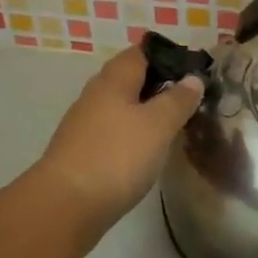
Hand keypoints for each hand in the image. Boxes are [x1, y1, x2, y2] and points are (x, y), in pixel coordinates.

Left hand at [34, 47, 202, 236]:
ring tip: (173, 125)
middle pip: (130, 78)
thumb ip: (178, 100)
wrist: (64, 206)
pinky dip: (131, 134)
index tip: (193, 71)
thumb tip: (193, 78)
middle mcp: (96, 94)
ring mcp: (85, 123)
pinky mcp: (81, 151)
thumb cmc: (116, 156)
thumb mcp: (158, 125)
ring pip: (121, 106)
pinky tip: (146, 151)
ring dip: (145, 111)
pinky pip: (113, 130)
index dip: (167, 56)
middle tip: (189, 99)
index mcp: (114, 78)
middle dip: (158, 84)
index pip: (141, 52)